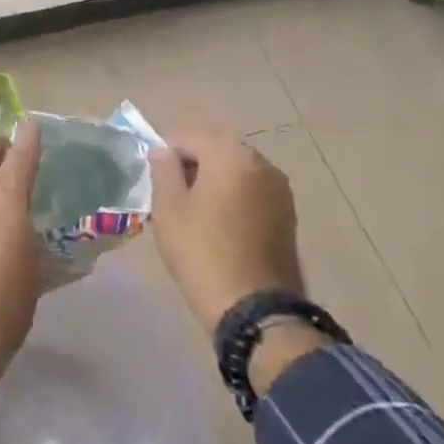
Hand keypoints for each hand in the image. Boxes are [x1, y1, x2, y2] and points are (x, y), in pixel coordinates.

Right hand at [148, 122, 301, 335]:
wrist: (256, 309)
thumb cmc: (202, 253)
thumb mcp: (169, 210)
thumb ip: (163, 171)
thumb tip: (164, 153)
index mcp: (231, 156)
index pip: (190, 134)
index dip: (167, 151)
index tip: (155, 178)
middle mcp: (261, 163)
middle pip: (218, 146)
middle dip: (193, 161)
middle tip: (173, 191)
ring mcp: (279, 189)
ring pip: (237, 167)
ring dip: (215, 177)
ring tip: (195, 208)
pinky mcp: (287, 213)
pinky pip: (252, 188)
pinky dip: (233, 193)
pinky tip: (220, 221)